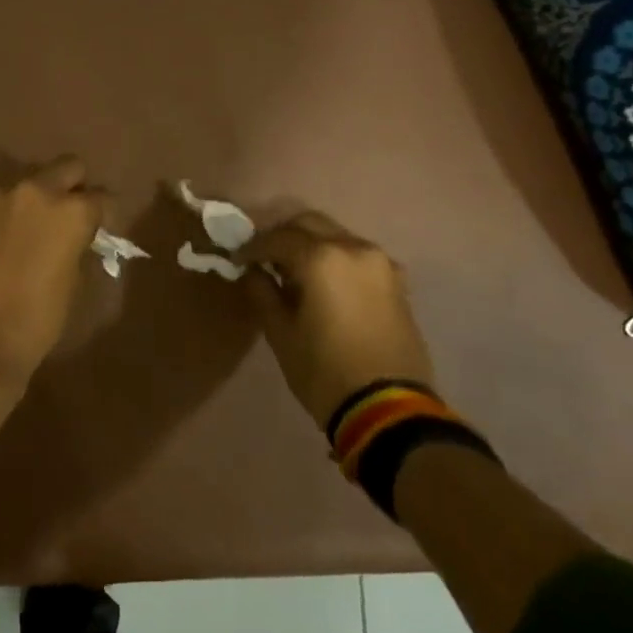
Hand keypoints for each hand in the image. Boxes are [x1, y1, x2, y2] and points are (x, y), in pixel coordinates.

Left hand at [0, 156, 105, 389]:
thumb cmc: (36, 320)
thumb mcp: (73, 282)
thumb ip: (78, 245)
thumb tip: (78, 236)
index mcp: (71, 210)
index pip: (102, 197)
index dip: (104, 214)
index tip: (100, 229)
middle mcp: (37, 189)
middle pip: (68, 167)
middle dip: (74, 187)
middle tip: (70, 216)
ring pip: (31, 175)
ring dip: (39, 192)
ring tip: (36, 222)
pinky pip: (1, 193)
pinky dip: (11, 204)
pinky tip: (8, 230)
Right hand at [238, 210, 433, 429]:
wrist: (388, 409)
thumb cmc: (324, 371)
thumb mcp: (280, 333)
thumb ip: (263, 292)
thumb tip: (254, 272)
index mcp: (321, 258)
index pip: (277, 238)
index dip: (252, 248)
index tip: (237, 260)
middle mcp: (353, 248)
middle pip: (310, 223)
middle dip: (283, 236)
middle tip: (264, 258)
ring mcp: (380, 262)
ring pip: (336, 236)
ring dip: (311, 245)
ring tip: (293, 272)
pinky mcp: (396, 281)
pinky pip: (357, 256)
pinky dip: (336, 259)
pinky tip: (324, 284)